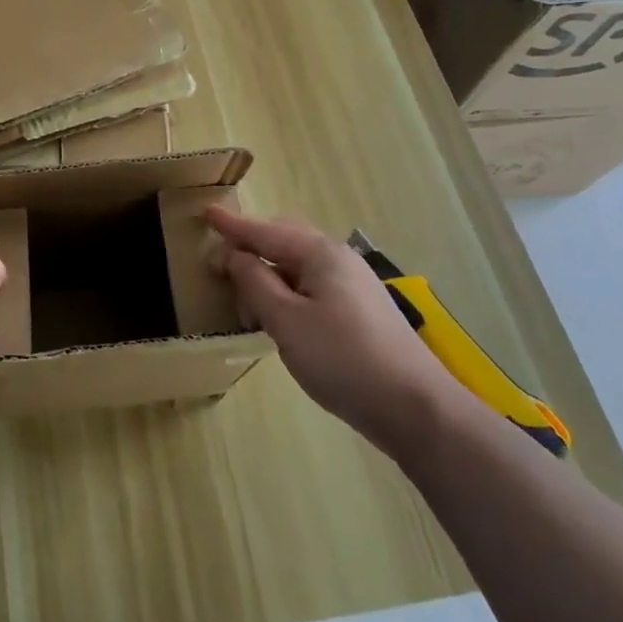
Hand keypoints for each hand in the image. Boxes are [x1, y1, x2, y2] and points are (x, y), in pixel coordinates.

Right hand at [206, 206, 462, 457]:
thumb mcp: (286, 320)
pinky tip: (279, 319)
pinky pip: (312, 288)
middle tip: (218, 268)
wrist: (416, 408)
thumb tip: (235, 255)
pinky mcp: (360, 312)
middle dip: (250, 250)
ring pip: (298, 268)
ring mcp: (353, 286)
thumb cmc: (343, 358)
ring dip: (267, 277)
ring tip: (245, 305)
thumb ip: (255, 282)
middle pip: (284, 242)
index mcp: (320, 253)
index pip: (266, 232)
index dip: (233, 226)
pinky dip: (287, 295)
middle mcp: (338, 260)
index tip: (206, 213)